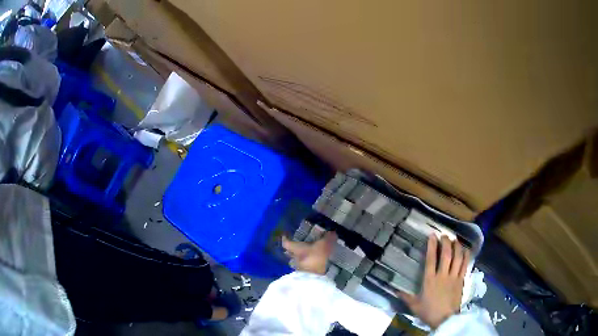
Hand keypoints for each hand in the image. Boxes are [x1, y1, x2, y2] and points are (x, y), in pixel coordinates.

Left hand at [282, 231, 336, 274]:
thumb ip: (328, 238)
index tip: (285, 235)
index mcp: (295, 248)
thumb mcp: (323, 246)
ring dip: (301, 256)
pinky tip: (314, 261)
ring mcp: (299, 266)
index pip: (286, 243)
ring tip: (308, 252)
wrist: (315, 278)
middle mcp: (294, 257)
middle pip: (290, 252)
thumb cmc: (315, 258)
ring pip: (297, 259)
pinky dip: (307, 262)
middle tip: (299, 243)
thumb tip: (332, 232)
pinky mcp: (305, 273)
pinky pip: (304, 265)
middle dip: (294, 248)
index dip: (285, 239)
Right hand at [399, 235, 469, 328]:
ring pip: (458, 257)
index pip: (431, 259)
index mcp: (430, 280)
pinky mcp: (462, 280)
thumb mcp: (414, 306)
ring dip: (457, 246)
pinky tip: (465, 250)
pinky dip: (466, 255)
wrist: (445, 319)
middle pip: (446, 254)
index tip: (432, 236)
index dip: (432, 246)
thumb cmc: (429, 312)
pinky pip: (465, 265)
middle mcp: (443, 275)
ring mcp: (454, 277)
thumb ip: (406, 297)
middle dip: (446, 242)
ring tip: (455, 240)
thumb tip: (395, 290)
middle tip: (444, 236)